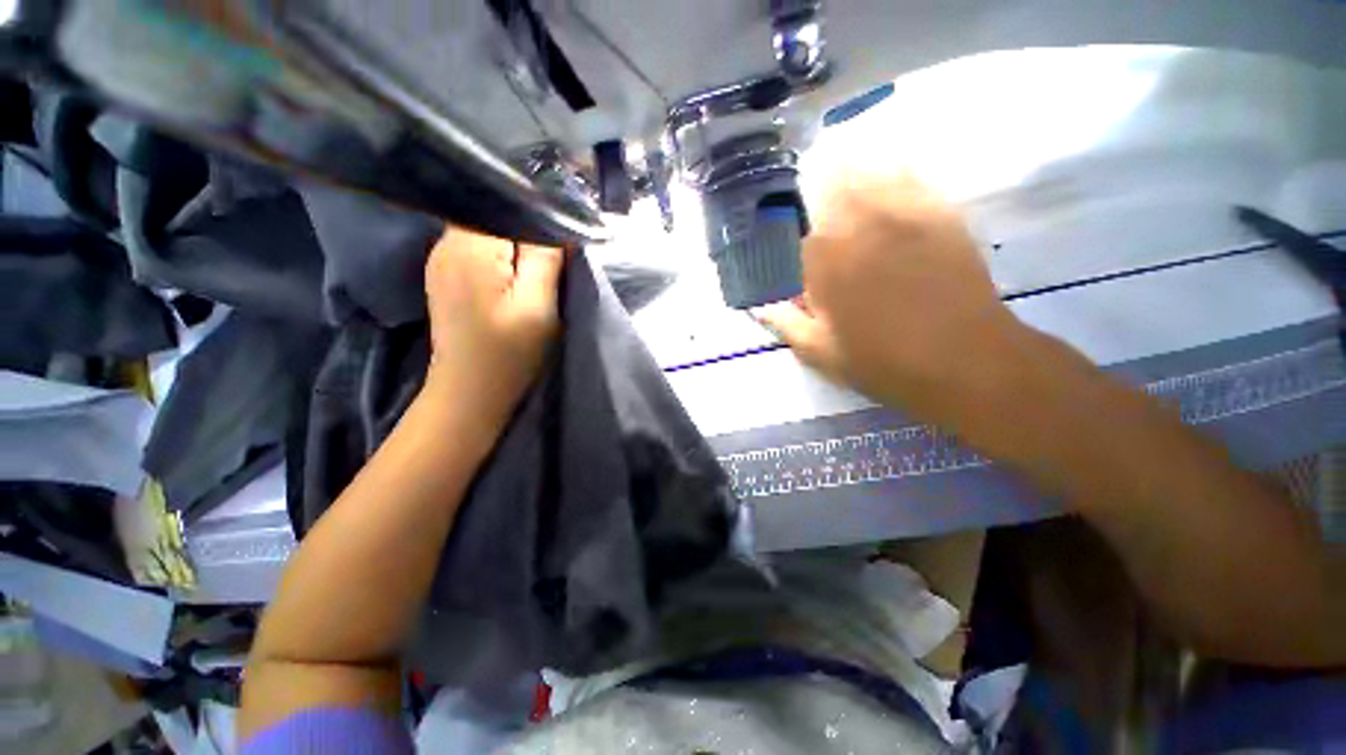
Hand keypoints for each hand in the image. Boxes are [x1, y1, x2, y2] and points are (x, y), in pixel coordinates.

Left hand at [423, 227, 563, 432]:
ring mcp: (440, 258)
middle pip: (494, 214)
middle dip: (527, 230)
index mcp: (470, 247)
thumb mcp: (538, 308)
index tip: (561, 240)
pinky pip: (475, 247)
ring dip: (514, 245)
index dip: (538, 217)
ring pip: (486, 230)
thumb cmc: (508, 353)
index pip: (508, 206)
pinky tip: (512, 277)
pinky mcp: (444, 274)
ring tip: (536, 268)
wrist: (468, 391)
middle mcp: (446, 243)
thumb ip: (546, 260)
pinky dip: (499, 255)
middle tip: (553, 258)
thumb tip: (557, 224)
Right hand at [756, 173, 1024, 420]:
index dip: (783, 228)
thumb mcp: (820, 352)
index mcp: (826, 264)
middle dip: (813, 180)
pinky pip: (913, 178)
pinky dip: (894, 168)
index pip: (792, 231)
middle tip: (806, 178)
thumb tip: (757, 305)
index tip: (779, 230)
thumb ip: (785, 323)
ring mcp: (904, 217)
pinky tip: (887, 166)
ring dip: (849, 166)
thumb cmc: (882, 362)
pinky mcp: (940, 216)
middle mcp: (860, 229)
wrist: (964, 362)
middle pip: (828, 185)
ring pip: (869, 172)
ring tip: (838, 159)